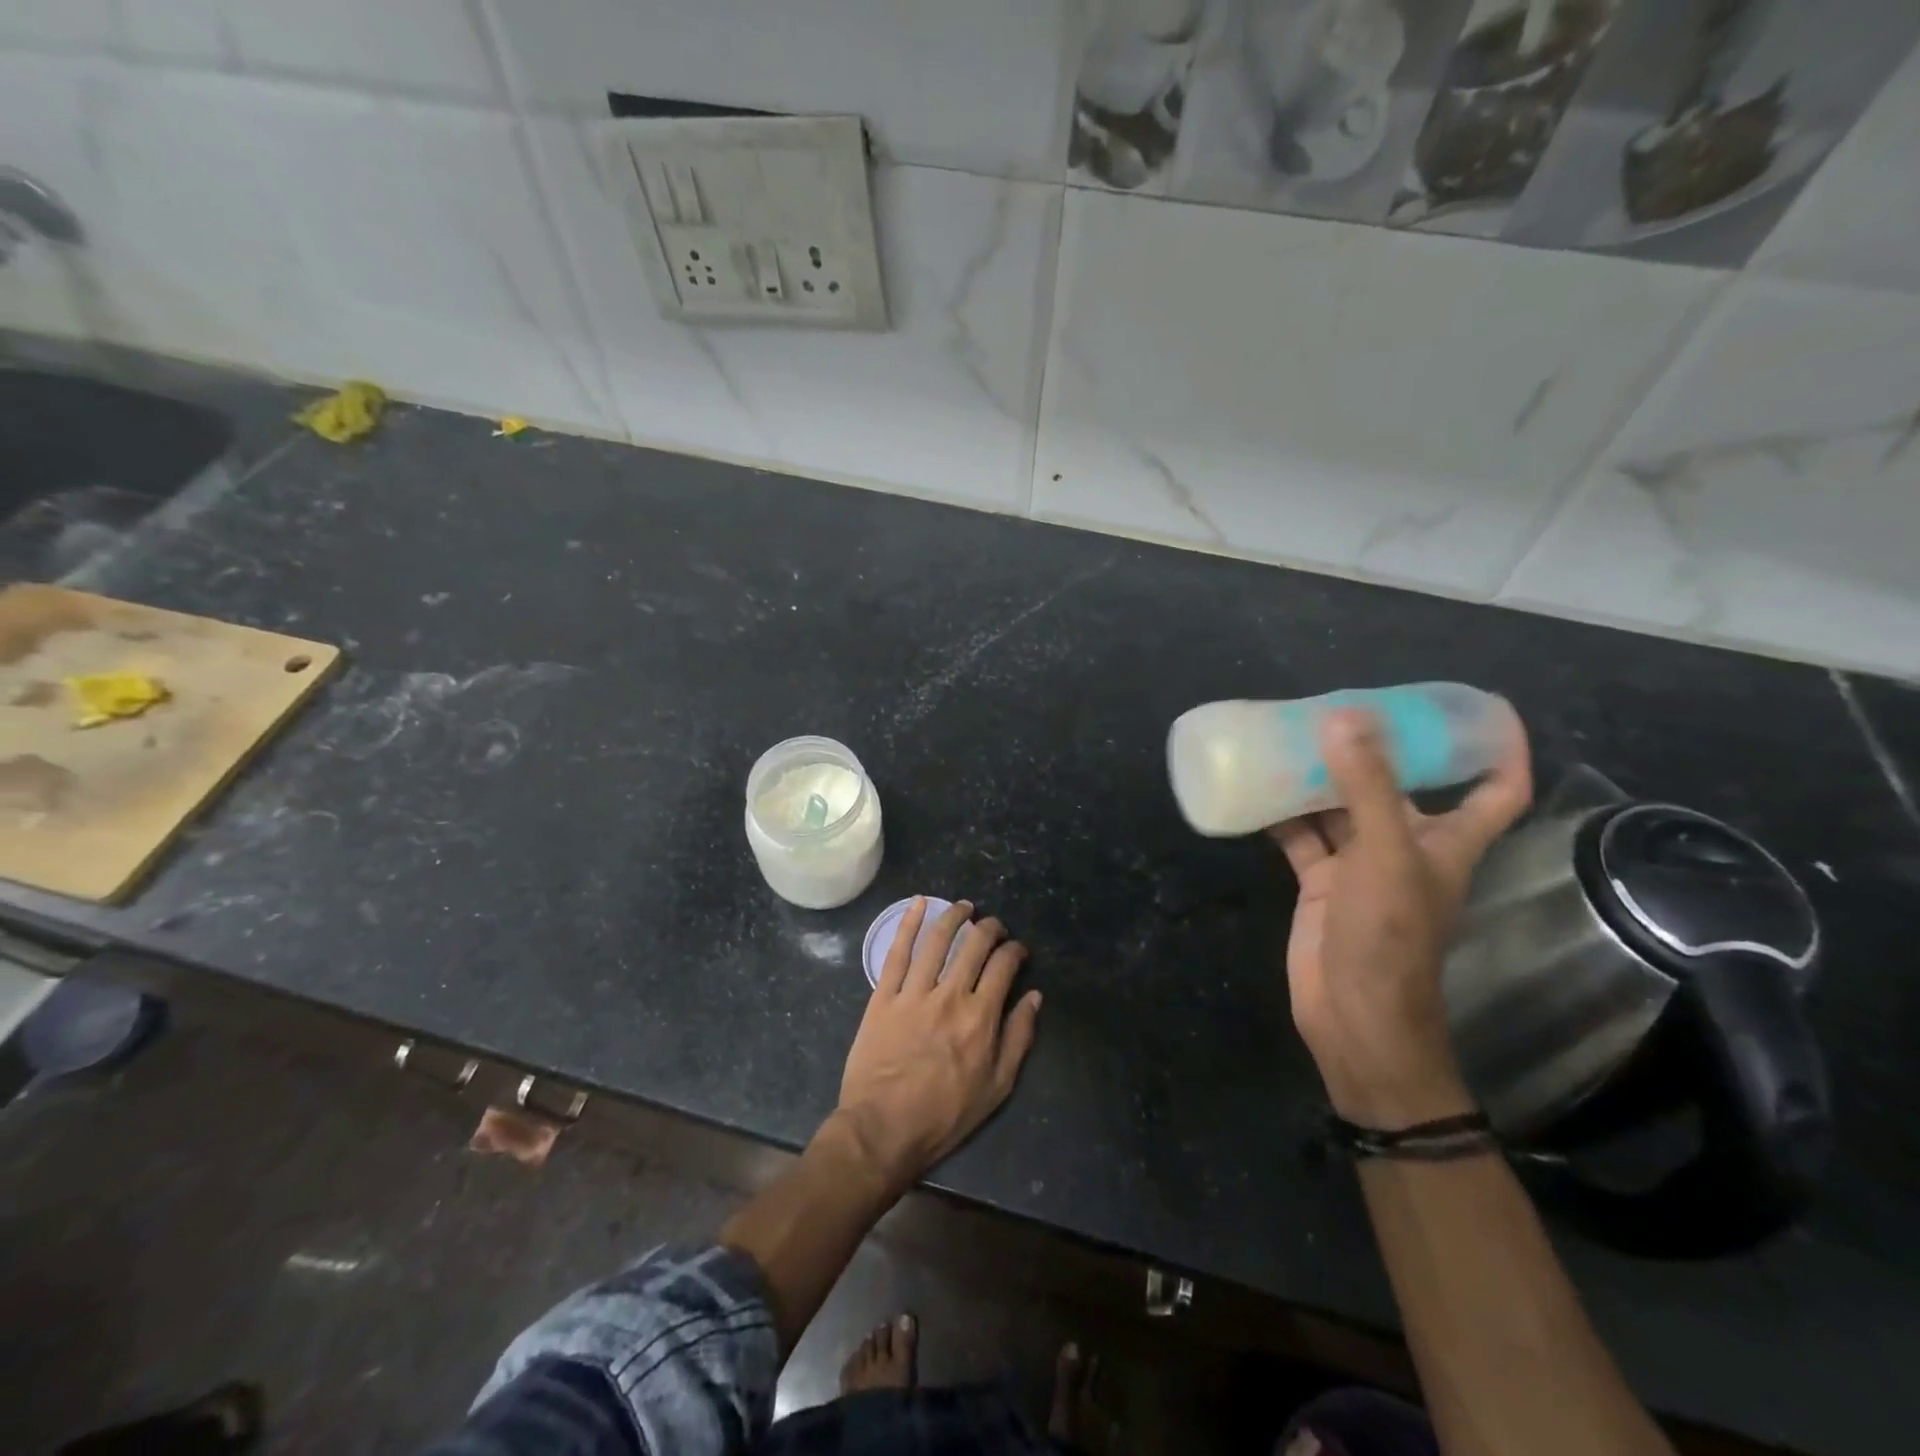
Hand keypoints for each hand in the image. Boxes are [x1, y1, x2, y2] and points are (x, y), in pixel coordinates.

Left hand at [834, 898, 1042, 1187]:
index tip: (1017, 950)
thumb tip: (1034, 997)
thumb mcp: (997, 1087)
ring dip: (954, 917)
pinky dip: (908, 924)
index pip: (1003, 966)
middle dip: (989, 928)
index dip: (1014, 951)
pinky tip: (918, 904)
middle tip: (993, 925)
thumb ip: (1018, 1037)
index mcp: (980, 1017)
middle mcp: (950, 996)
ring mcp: (914, 993)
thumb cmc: (945, 1114)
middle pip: (974, 945)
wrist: (883, 1130)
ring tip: (964, 907)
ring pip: (937, 940)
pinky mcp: (884, 996)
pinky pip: (897, 952)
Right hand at [1270, 704, 1531, 1128]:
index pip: (1495, 790)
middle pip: (1400, 787)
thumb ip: (1365, 787)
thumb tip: (1343, 717)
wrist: (1352, 1015)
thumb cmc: (1389, 936)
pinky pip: (1302, 838)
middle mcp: (1406, 847)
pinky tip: (1257, 789)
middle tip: (1344, 707)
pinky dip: (1282, 816)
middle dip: (1379, 750)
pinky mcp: (1321, 884)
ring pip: (1342, 809)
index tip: (1482, 710)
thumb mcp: (1384, 854)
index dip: (1499, 750)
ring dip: (1321, 778)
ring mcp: (1360, 867)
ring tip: (1290, 736)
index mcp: (1446, 841)